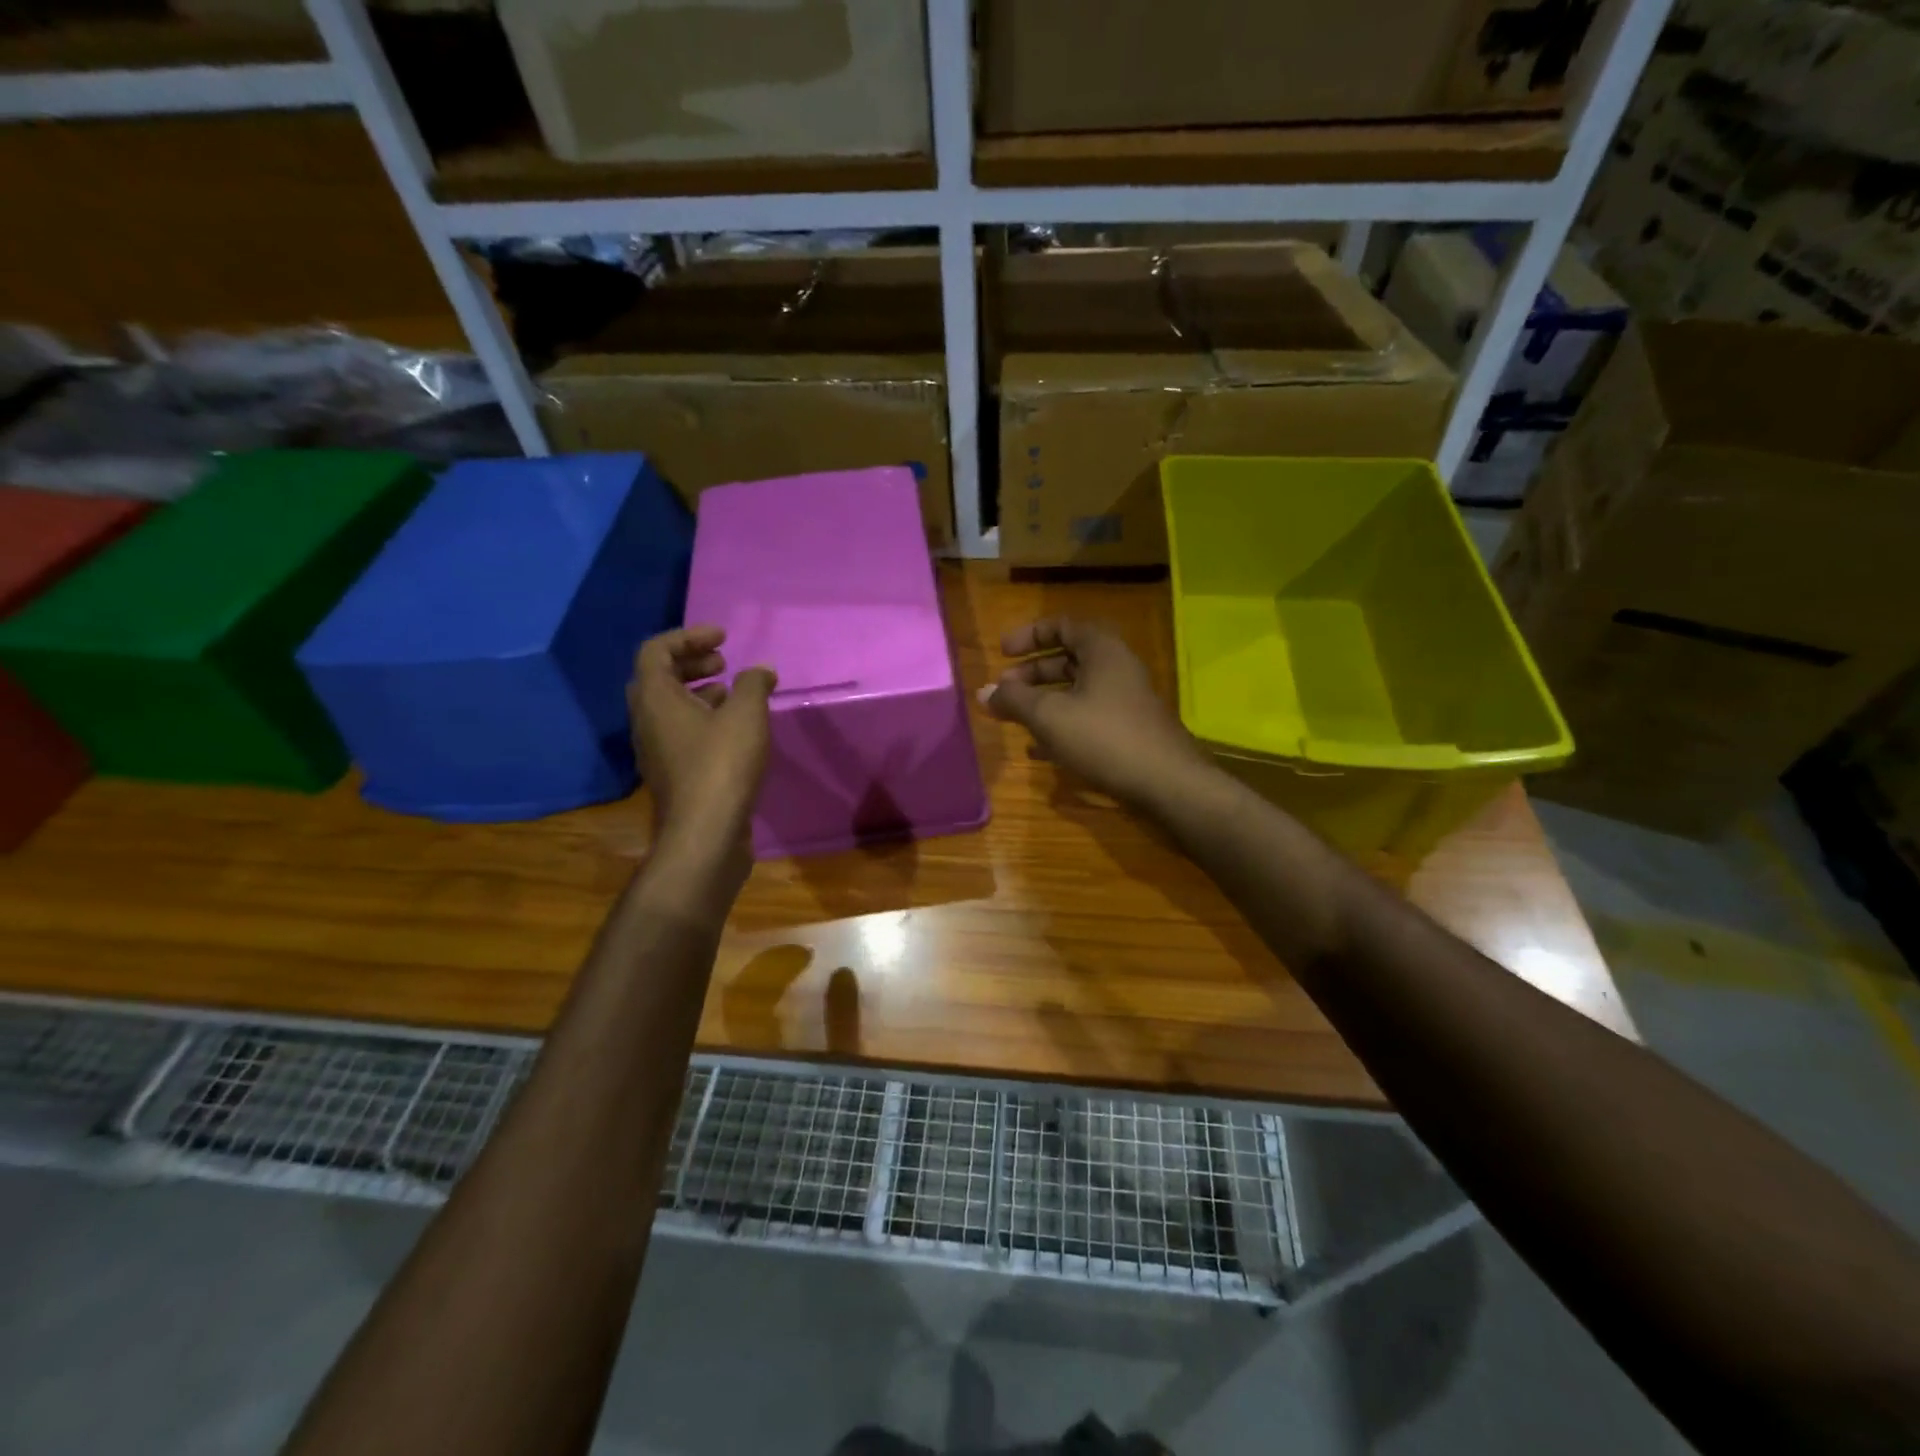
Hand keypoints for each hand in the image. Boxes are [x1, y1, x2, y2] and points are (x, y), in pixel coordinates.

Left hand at [627, 626, 776, 865]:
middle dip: (691, 663)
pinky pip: (680, 732)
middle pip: (659, 677)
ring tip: (733, 691)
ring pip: (669, 707)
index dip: (688, 637)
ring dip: (698, 692)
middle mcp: (646, 721)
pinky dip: (703, 718)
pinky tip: (734, 728)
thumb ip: (753, 684)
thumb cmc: (722, 764)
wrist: (706, 832)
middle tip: (724, 662)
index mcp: (655, 698)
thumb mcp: (746, 714)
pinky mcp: (672, 773)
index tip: (723, 638)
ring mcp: (655, 750)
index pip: (656, 650)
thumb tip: (761, 670)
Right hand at [981, 616, 1211, 812]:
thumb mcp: (1050, 715)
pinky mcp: (1127, 731)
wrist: (1165, 783)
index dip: (1028, 636)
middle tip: (1004, 691)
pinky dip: (1061, 726)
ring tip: (1014, 718)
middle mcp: (1116, 668)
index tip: (1002, 653)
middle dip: (1031, 674)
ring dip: (1043, 701)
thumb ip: (1014, 700)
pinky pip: (1087, 718)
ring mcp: (1125, 701)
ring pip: (1076, 691)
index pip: (1061, 626)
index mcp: (1102, 650)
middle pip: (1067, 659)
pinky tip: (1038, 750)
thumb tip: (984, 692)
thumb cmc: (1104, 737)